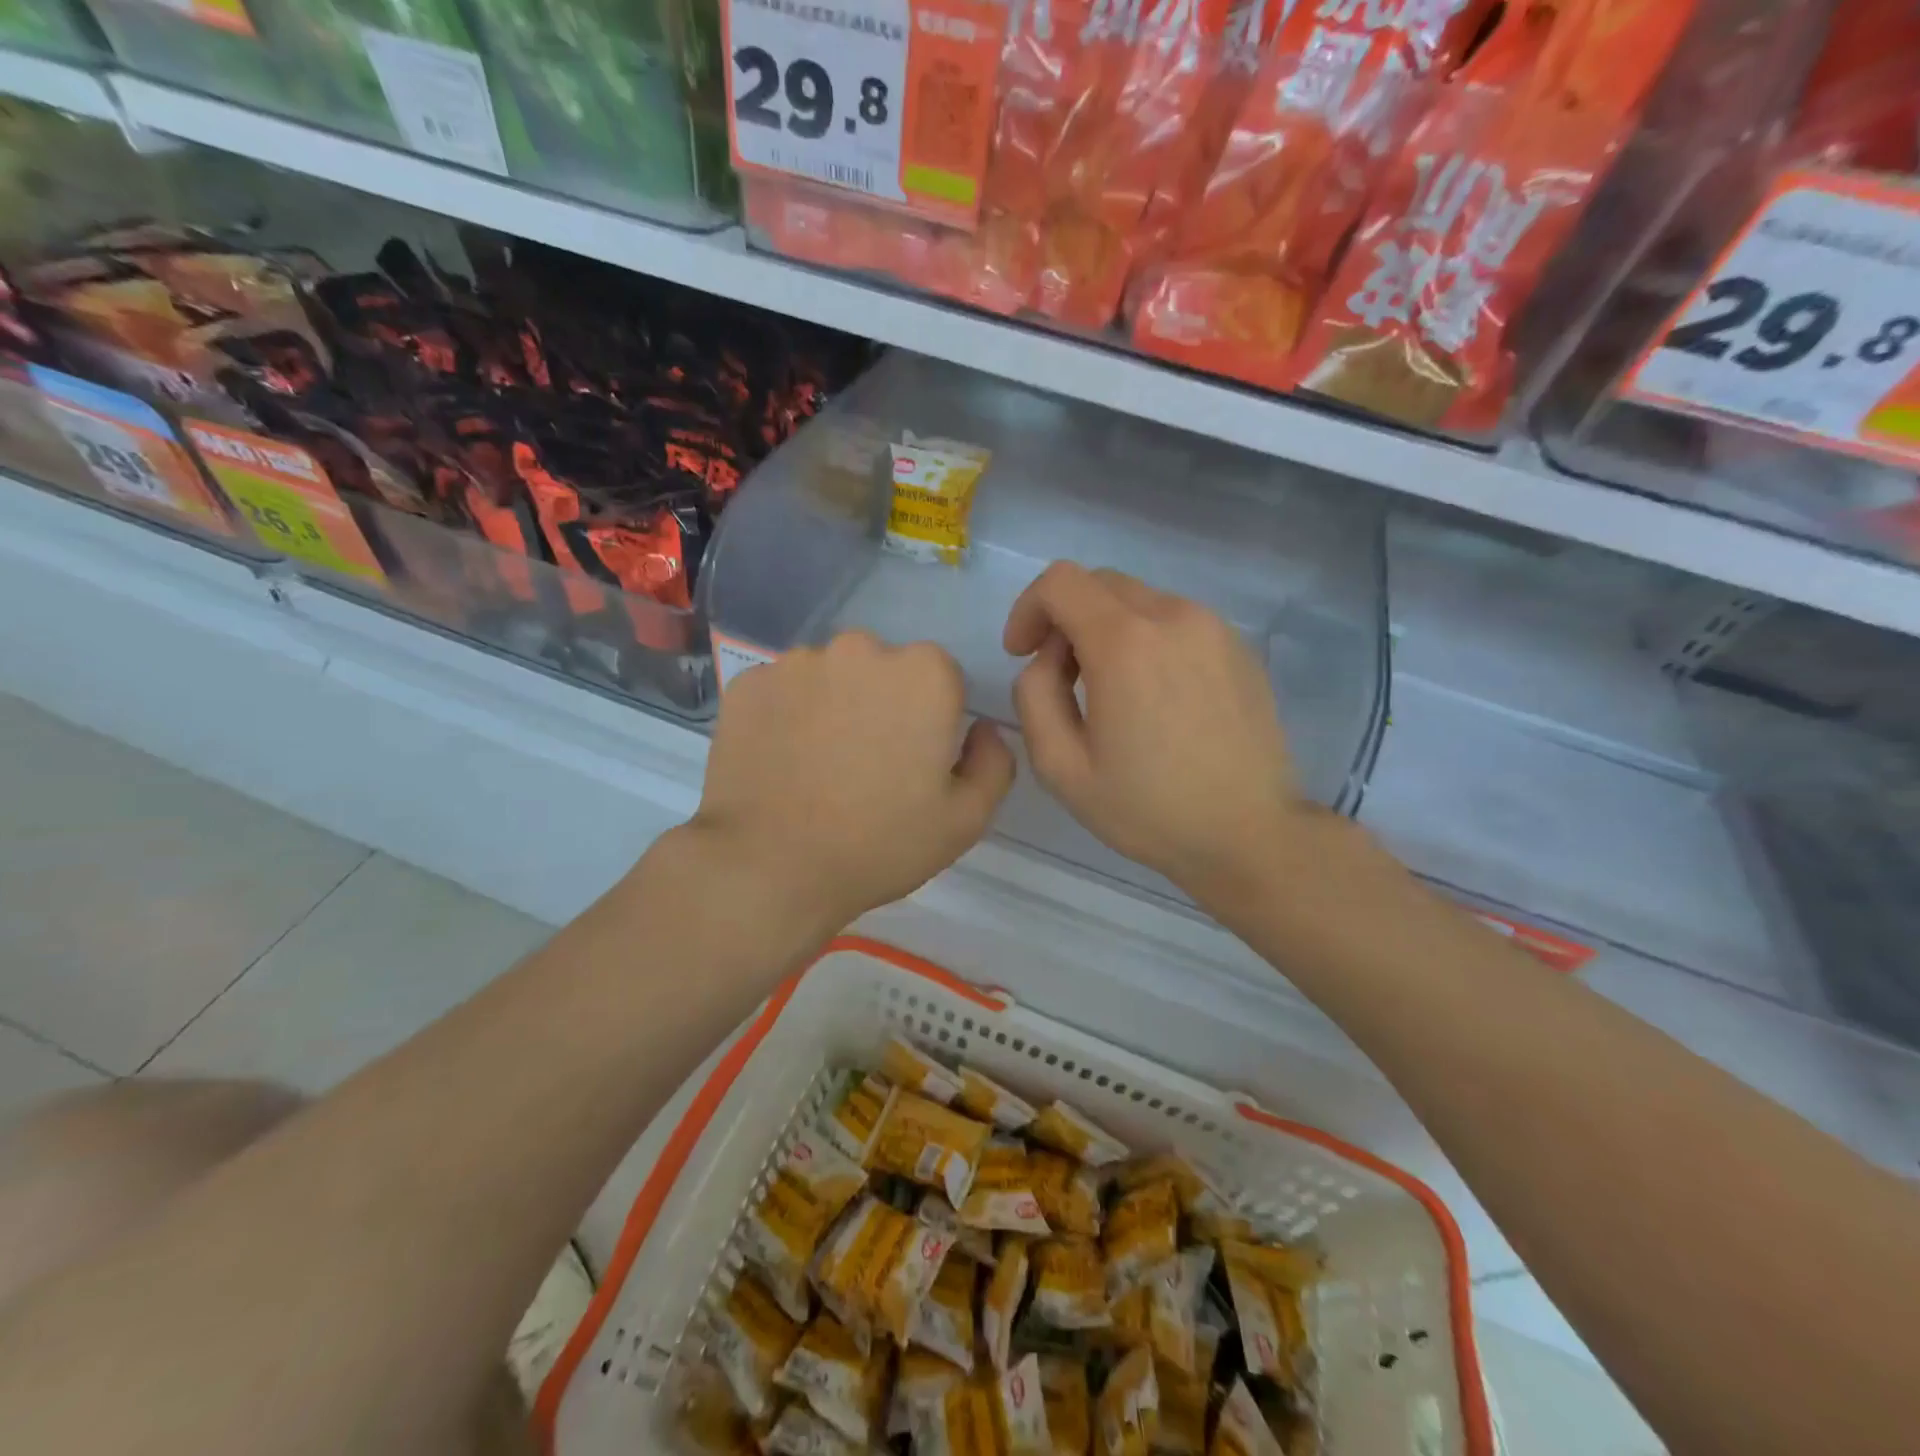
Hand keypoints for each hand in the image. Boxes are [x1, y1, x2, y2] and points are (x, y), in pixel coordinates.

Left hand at [690, 631, 1014, 934]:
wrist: (772, 867)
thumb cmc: (880, 843)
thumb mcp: (966, 818)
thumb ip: (994, 762)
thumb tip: (982, 729)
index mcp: (924, 673)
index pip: (941, 679)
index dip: (932, 720)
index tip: (914, 761)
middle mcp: (861, 648)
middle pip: (883, 669)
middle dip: (882, 703)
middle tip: (866, 763)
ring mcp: (798, 661)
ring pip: (829, 675)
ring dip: (832, 704)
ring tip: (818, 764)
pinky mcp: (748, 682)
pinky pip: (782, 691)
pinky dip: (785, 715)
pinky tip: (780, 760)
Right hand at [1004, 562, 1307, 903]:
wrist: (1251, 835)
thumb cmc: (1148, 809)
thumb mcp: (1061, 767)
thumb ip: (1034, 696)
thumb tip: (1048, 659)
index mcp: (1125, 643)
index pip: (1060, 582)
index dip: (1028, 609)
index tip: (1022, 653)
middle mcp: (1173, 617)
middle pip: (1099, 584)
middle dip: (1065, 620)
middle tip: (1062, 678)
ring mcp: (1214, 628)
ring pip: (1139, 601)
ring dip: (1107, 630)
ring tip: (1110, 693)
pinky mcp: (1239, 646)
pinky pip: (1175, 622)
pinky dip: (1148, 641)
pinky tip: (1155, 698)